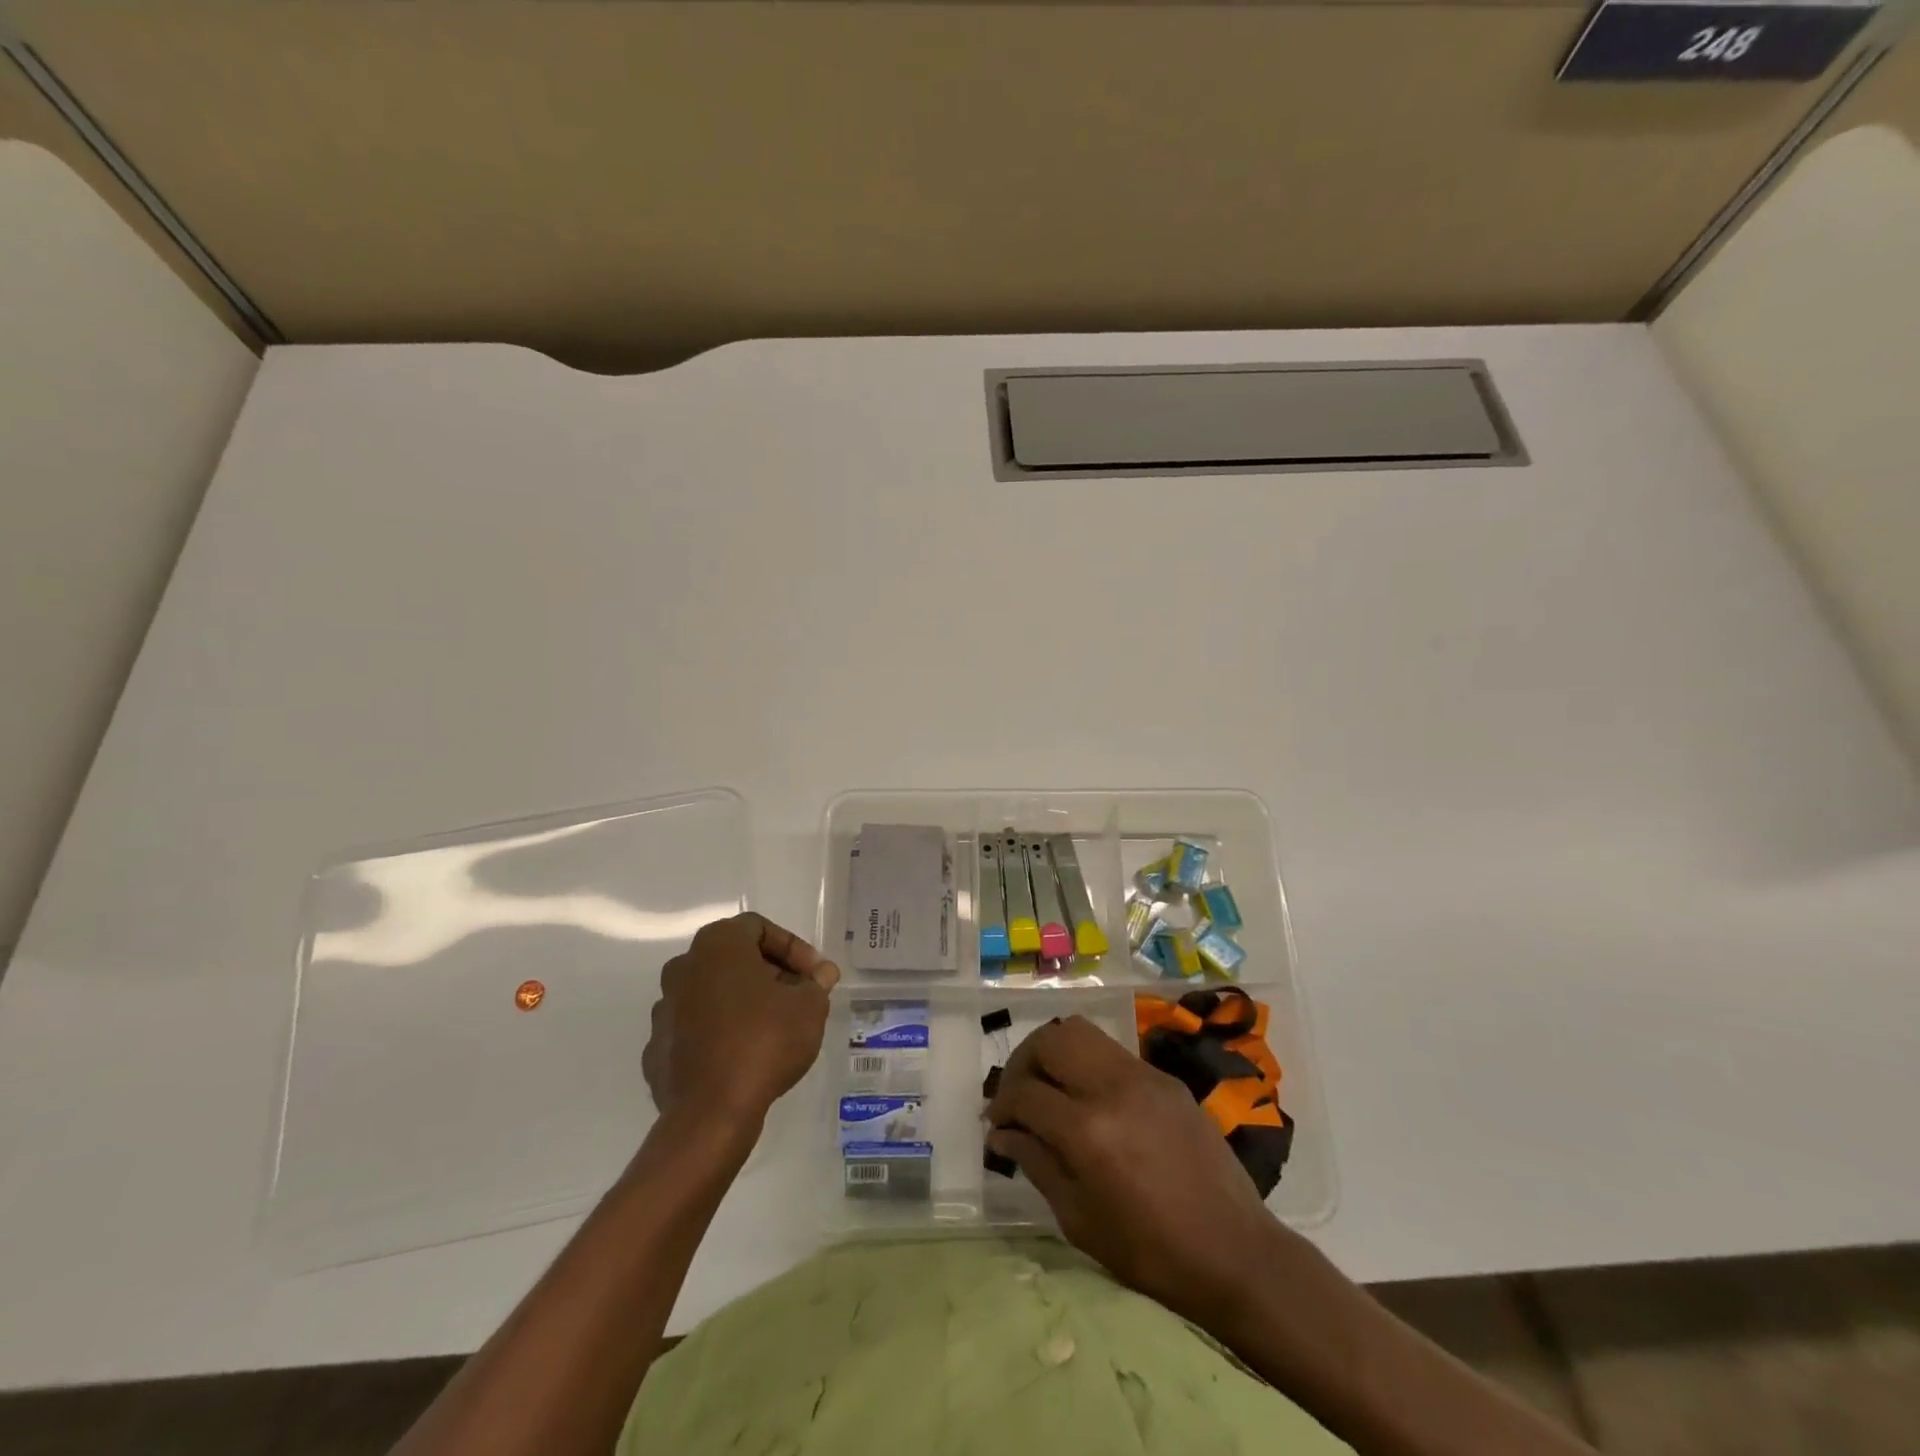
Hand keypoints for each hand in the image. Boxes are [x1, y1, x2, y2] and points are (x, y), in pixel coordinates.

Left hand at [643, 913, 839, 1133]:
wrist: (710, 1114)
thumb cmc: (763, 1042)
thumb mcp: (809, 1007)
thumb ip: (816, 983)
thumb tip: (821, 973)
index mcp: (717, 945)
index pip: (759, 928)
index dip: (793, 948)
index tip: (813, 976)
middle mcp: (684, 967)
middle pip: (734, 958)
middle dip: (769, 973)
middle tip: (798, 997)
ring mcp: (664, 1009)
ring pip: (712, 992)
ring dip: (743, 1002)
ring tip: (773, 1028)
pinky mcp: (657, 1048)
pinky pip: (696, 1029)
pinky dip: (720, 1033)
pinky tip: (744, 1056)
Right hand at [985, 1015, 1282, 1328]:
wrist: (1234, 1251)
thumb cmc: (1150, 1251)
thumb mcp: (1079, 1219)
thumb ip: (1036, 1164)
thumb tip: (1002, 1133)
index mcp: (1088, 1130)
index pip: (1025, 1094)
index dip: (1002, 1106)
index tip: (996, 1123)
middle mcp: (1112, 1087)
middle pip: (1050, 1040)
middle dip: (1023, 1062)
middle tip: (1018, 1095)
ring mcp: (1143, 1075)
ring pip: (1082, 1032)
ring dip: (1055, 1053)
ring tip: (1050, 1087)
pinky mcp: (1165, 1078)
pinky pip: (1113, 1053)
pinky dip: (1089, 1065)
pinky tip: (1090, 1100)